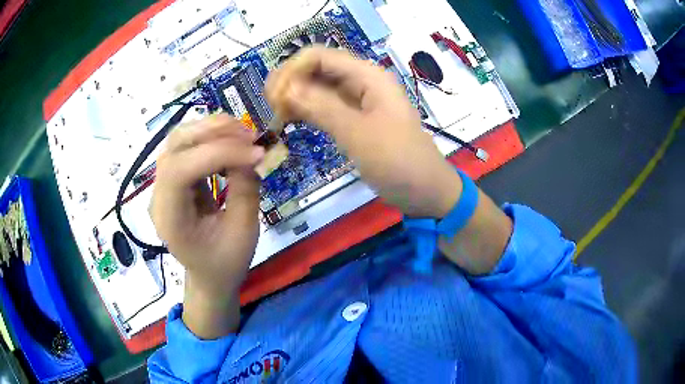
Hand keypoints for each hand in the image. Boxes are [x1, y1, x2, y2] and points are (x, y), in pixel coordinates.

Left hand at [150, 114, 263, 297]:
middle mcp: (159, 196)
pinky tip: (231, 141)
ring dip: (211, 129)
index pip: (180, 171)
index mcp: (170, 219)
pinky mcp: (173, 177)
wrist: (209, 274)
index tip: (256, 153)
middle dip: (213, 133)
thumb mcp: (244, 232)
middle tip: (250, 135)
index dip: (218, 154)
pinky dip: (210, 136)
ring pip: (179, 139)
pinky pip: (187, 145)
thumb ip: (245, 189)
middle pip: (175, 146)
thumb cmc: (226, 262)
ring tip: (243, 133)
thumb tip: (251, 152)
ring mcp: (163, 184)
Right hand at [266, 47, 461, 217]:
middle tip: (270, 109)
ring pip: (318, 89)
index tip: (273, 98)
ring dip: (296, 98)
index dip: (292, 70)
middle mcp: (361, 82)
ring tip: (276, 117)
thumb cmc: (399, 162)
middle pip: (317, 70)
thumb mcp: (359, 134)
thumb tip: (284, 88)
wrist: (425, 191)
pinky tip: (290, 122)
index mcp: (367, 76)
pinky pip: (325, 107)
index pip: (319, 56)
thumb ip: (321, 108)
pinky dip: (306, 112)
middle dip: (291, 83)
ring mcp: (358, 101)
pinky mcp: (354, 119)